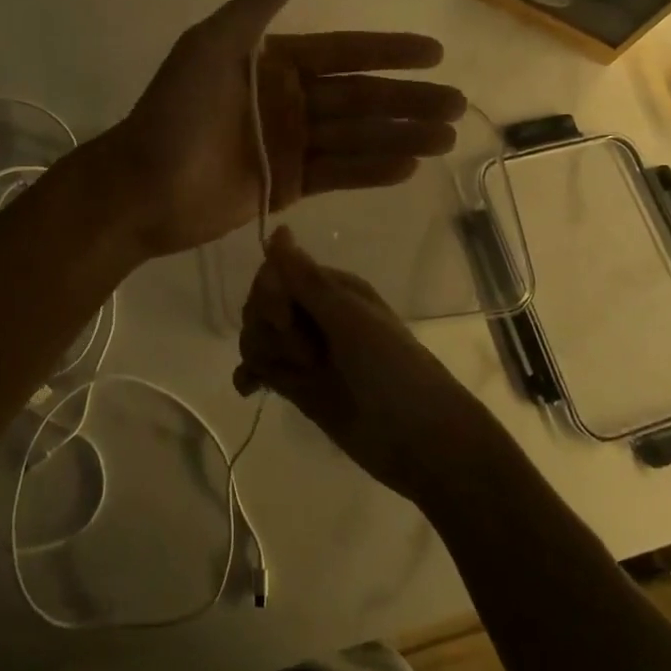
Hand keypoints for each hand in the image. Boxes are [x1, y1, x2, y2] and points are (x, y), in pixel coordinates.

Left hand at [100, 0, 465, 256]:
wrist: (143, 183)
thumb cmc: (176, 110)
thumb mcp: (212, 46)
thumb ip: (254, 8)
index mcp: (274, 63)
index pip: (342, 53)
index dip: (387, 51)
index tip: (434, 51)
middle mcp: (289, 100)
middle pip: (359, 96)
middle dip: (407, 99)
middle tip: (457, 103)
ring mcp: (291, 144)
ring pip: (356, 135)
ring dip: (401, 135)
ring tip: (445, 136)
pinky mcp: (289, 185)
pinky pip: (338, 172)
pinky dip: (373, 169)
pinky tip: (409, 165)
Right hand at [233, 228, 496, 501]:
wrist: (420, 441)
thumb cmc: (392, 370)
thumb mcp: (350, 320)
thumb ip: (307, 280)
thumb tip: (278, 229)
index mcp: (331, 289)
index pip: (275, 274)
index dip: (270, 296)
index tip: (286, 319)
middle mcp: (314, 314)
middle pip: (260, 305)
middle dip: (268, 328)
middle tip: (305, 356)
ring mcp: (305, 351)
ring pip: (257, 335)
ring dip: (262, 352)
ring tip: (293, 378)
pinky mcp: (298, 386)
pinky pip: (259, 369)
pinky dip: (250, 374)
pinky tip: (251, 389)